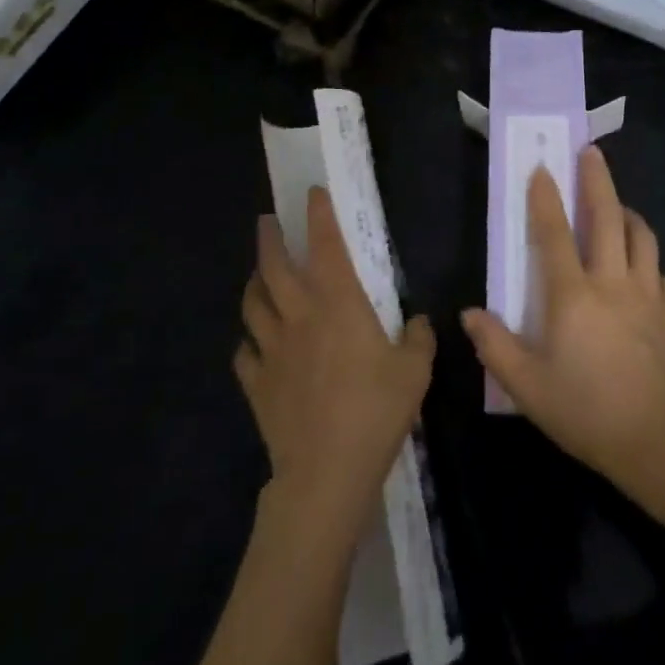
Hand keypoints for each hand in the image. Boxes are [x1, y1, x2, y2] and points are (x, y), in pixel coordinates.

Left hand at [234, 188, 433, 543]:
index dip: (319, 215)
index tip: (312, 193)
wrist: (326, 471)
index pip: (325, 245)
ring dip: (253, 283)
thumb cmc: (376, 410)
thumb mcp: (415, 371)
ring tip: (257, 275)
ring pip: (252, 305)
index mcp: (338, 303)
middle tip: (267, 222)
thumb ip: (419, 338)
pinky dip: (247, 341)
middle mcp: (299, 316)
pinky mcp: (257, 384)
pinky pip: (245, 353)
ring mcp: (272, 350)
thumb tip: (420, 321)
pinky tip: (252, 343)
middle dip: (269, 239)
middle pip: (273, 267)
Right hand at [461, 145, 664, 526]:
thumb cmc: (587, 414)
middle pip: (607, 217)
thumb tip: (471, 313)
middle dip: (598, 180)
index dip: (546, 198)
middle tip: (592, 152)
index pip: (555, 233)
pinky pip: (662, 274)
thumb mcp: (528, 389)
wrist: (662, 446)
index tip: (542, 167)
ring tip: (618, 207)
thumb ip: (496, 346)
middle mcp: (614, 283)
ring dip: (628, 214)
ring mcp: (650, 295)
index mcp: (573, 296)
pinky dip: (649, 263)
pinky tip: (644, 272)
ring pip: (642, 237)